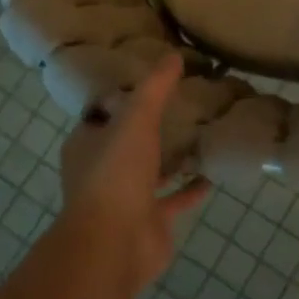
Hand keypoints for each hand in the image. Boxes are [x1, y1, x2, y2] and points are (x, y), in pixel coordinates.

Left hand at [57, 54, 208, 294]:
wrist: (115, 243)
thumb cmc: (116, 173)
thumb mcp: (136, 118)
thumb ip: (155, 87)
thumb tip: (173, 55)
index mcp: (87, 144)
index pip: (102, 113)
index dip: (122, 97)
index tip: (151, 82)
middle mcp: (101, 170)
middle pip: (127, 142)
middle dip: (150, 128)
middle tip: (182, 106)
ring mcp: (124, 199)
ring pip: (150, 172)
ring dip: (170, 159)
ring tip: (200, 136)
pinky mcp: (148, 221)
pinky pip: (172, 200)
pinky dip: (190, 189)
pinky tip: (211, 175)